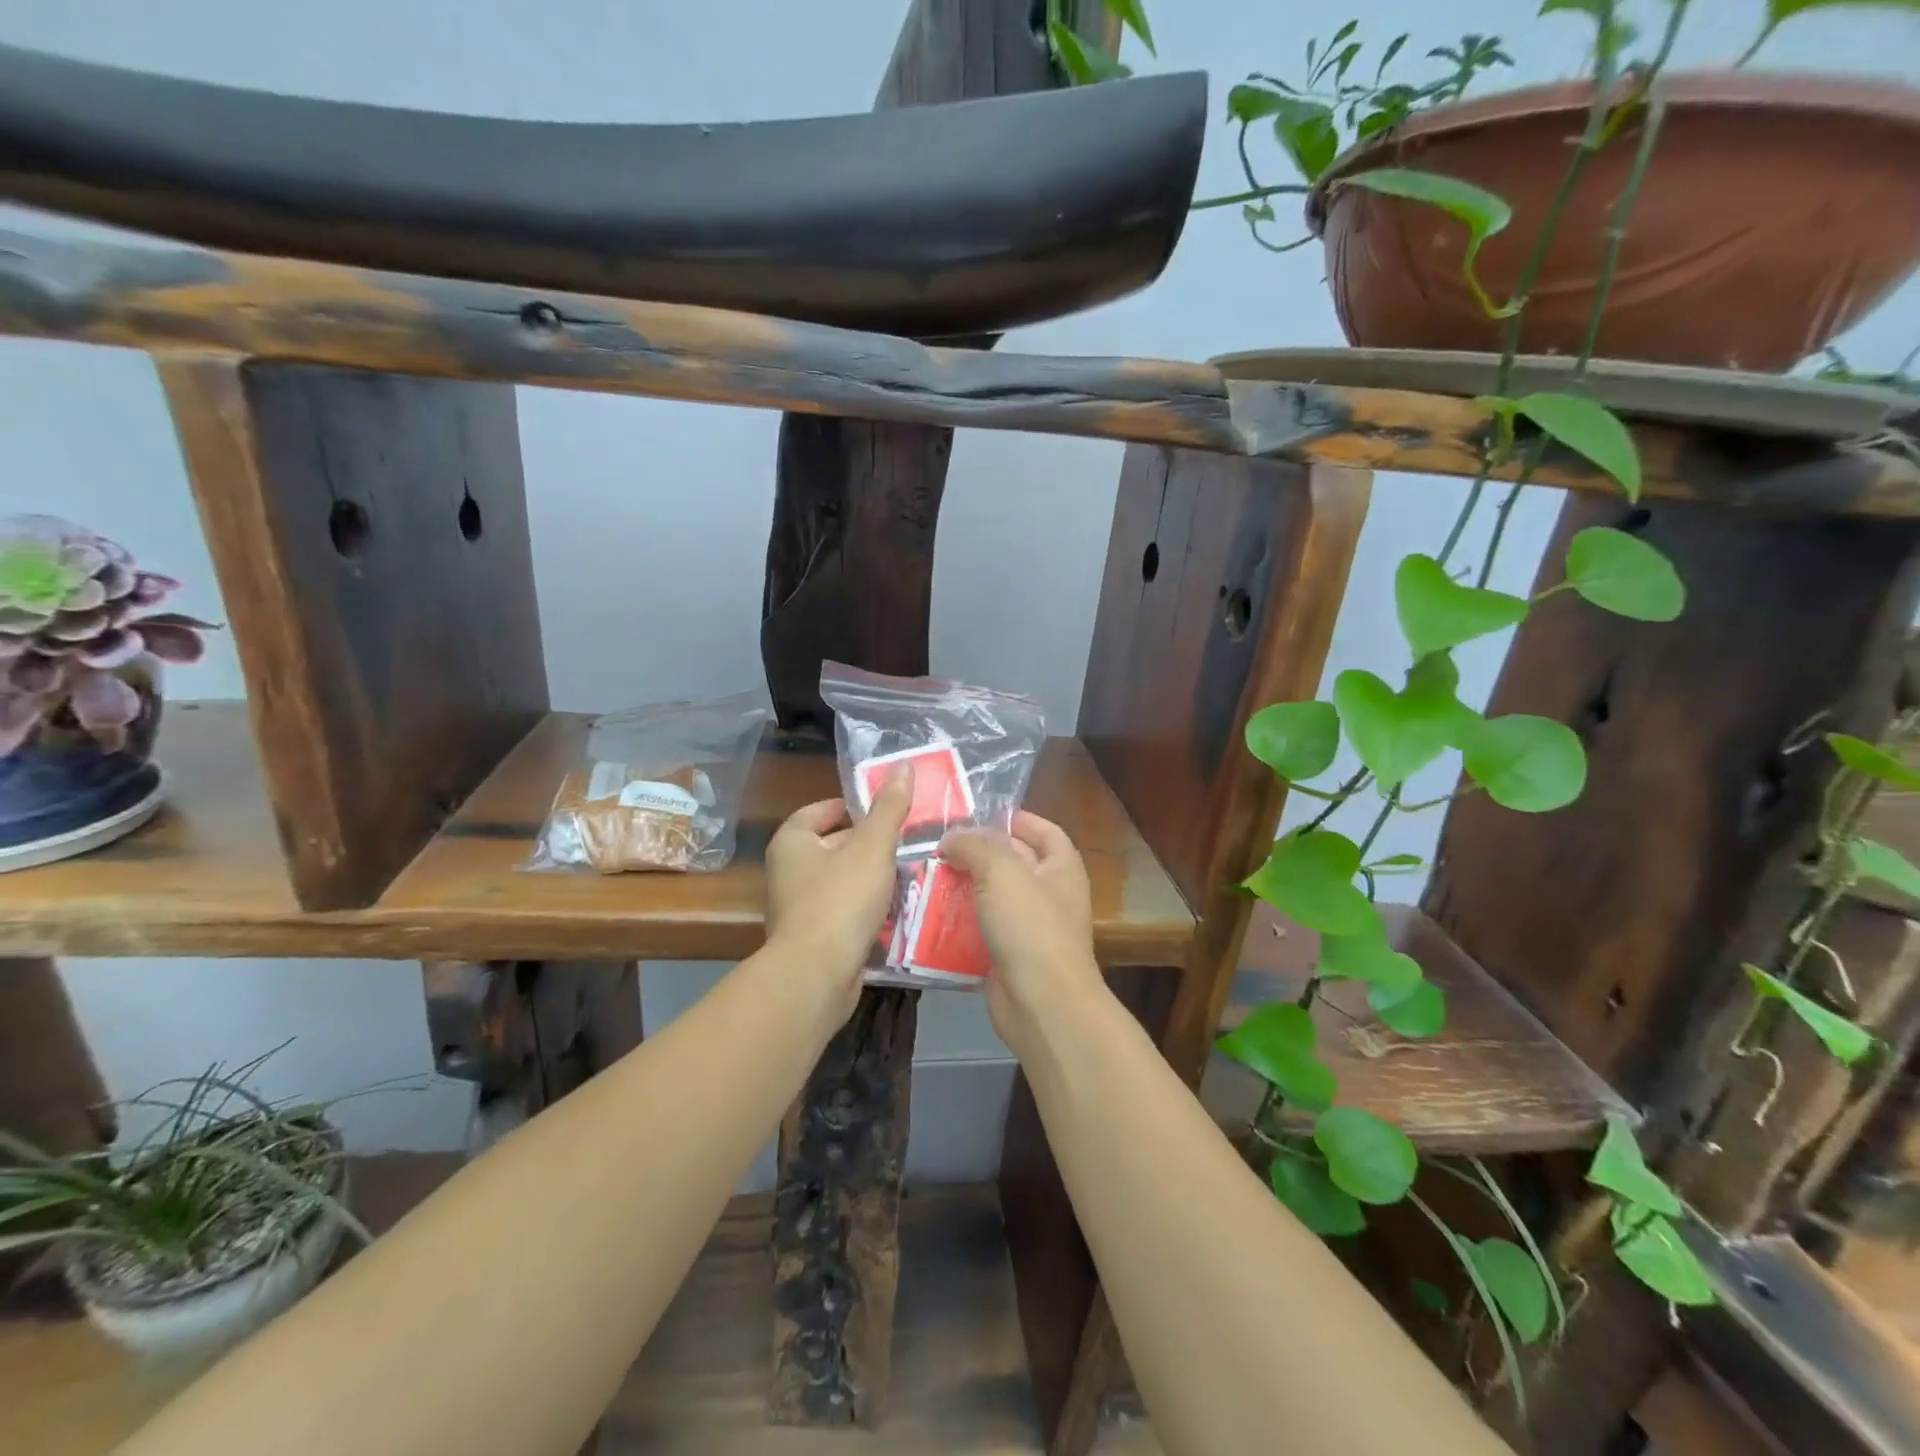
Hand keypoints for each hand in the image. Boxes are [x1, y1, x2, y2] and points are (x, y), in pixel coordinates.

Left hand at [764, 767, 912, 1012]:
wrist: (816, 975)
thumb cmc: (840, 899)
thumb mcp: (872, 847)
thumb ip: (889, 808)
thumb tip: (903, 766)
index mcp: (792, 842)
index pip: (820, 811)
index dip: (850, 807)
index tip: (884, 811)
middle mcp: (787, 871)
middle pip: (832, 846)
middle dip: (868, 845)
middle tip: (906, 842)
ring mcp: (798, 908)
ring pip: (841, 881)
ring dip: (870, 879)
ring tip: (908, 874)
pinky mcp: (813, 938)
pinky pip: (844, 913)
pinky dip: (866, 910)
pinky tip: (896, 911)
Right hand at [938, 812, 1105, 1058]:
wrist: (1042, 1004)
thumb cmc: (1030, 927)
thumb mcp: (1001, 872)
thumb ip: (974, 846)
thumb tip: (951, 838)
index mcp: (1061, 867)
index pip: (1043, 830)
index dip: (1014, 818)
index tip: (977, 814)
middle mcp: (1048, 893)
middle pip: (1011, 862)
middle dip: (976, 852)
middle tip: (935, 844)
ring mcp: (1028, 927)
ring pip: (990, 897)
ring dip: (960, 887)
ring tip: (924, 875)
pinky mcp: (1006, 955)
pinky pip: (978, 930)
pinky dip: (956, 923)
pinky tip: (926, 914)